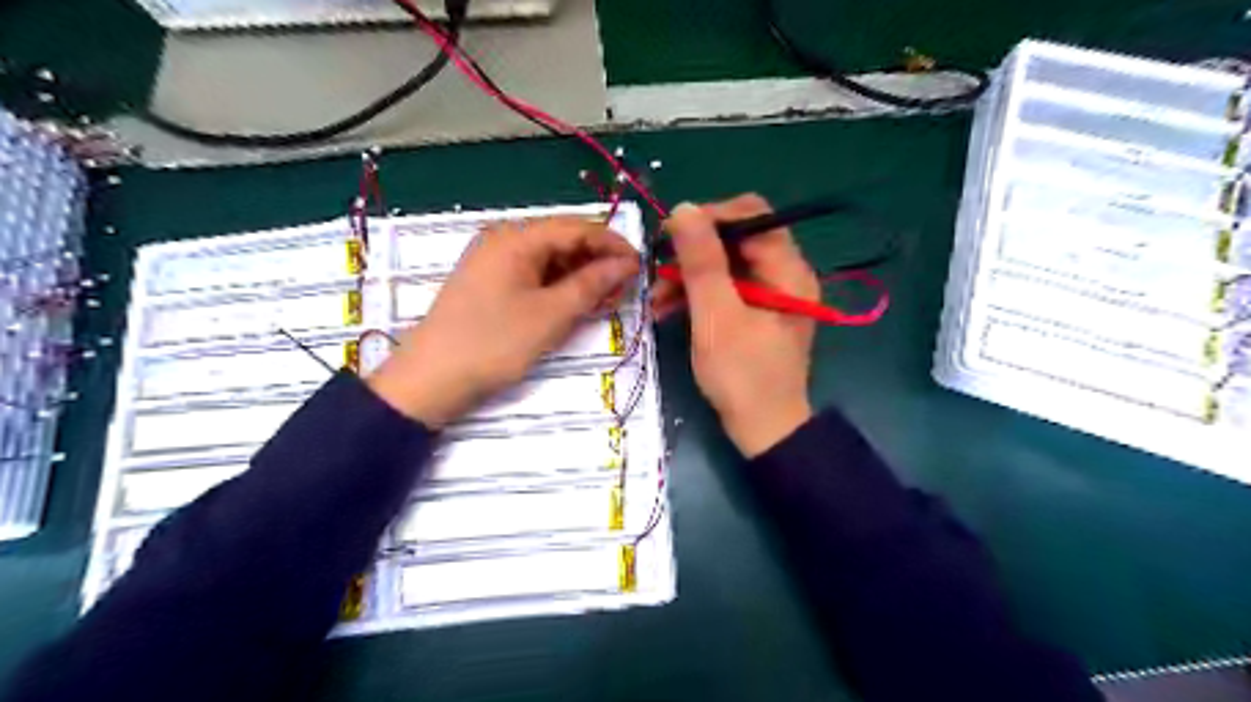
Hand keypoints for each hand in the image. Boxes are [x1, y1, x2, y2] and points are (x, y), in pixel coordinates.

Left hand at [363, 217, 634, 428]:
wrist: (431, 380)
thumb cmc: (494, 343)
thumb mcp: (551, 315)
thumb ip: (592, 284)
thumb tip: (627, 264)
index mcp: (516, 238)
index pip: (577, 228)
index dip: (612, 244)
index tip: (641, 266)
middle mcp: (504, 240)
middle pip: (563, 242)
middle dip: (597, 262)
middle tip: (626, 289)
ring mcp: (495, 263)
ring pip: (550, 261)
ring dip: (580, 278)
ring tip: (606, 301)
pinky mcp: (491, 285)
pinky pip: (534, 277)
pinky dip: (559, 289)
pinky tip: (576, 305)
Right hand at [656, 194, 822, 457]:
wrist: (763, 430)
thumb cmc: (742, 375)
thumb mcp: (716, 316)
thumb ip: (702, 261)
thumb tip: (684, 208)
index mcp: (787, 269)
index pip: (751, 215)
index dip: (709, 217)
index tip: (670, 235)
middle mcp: (784, 274)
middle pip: (735, 239)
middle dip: (692, 252)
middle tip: (657, 268)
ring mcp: (770, 295)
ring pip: (725, 265)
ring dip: (688, 276)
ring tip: (656, 298)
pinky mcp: (756, 313)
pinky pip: (724, 289)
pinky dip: (697, 295)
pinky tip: (667, 310)